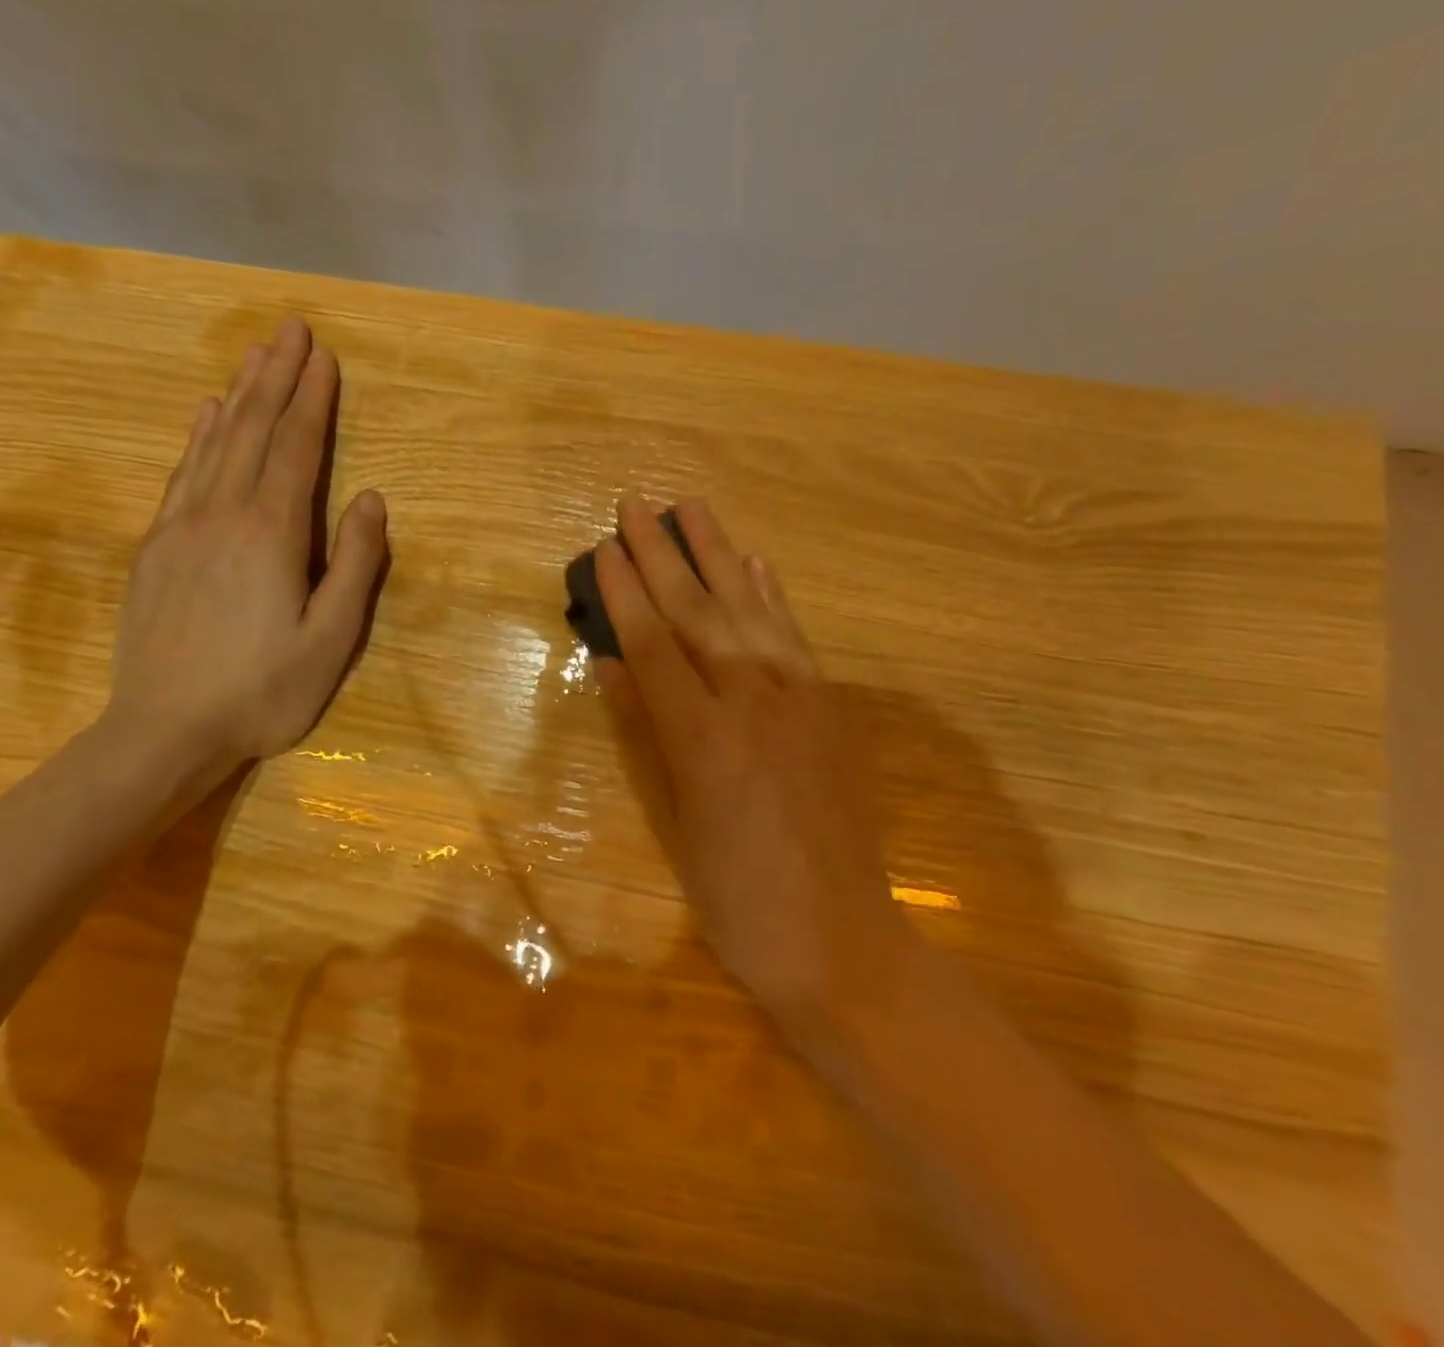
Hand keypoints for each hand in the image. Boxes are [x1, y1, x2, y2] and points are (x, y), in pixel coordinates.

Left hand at [106, 315, 386, 774]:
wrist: (162, 732)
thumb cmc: (262, 692)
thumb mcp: (331, 639)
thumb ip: (355, 566)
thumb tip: (369, 500)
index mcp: (271, 534)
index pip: (296, 448)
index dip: (312, 399)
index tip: (324, 354)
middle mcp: (222, 514)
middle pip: (252, 430)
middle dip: (276, 377)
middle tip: (291, 328)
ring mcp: (180, 527)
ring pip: (214, 443)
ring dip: (238, 394)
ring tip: (256, 354)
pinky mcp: (155, 548)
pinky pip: (182, 474)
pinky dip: (199, 436)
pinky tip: (206, 415)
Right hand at [595, 496, 911, 1040]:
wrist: (839, 938)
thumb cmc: (736, 898)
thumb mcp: (675, 823)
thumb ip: (645, 735)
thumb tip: (612, 667)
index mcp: (703, 741)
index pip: (652, 646)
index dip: (625, 594)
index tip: (604, 547)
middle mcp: (753, 704)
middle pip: (698, 613)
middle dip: (663, 554)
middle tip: (637, 504)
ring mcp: (800, 700)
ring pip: (750, 610)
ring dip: (718, 554)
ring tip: (693, 508)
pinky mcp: (831, 707)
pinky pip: (795, 637)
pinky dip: (771, 595)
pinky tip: (755, 563)